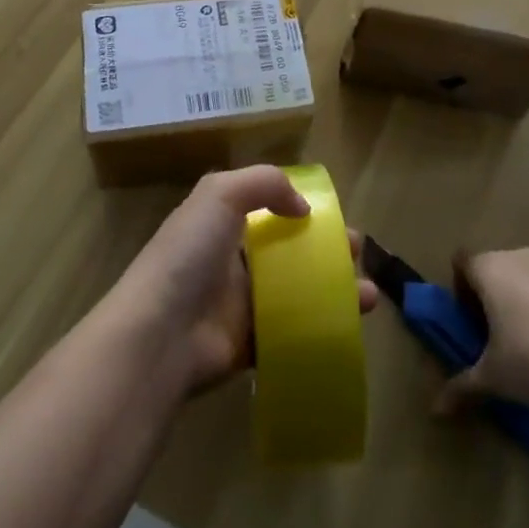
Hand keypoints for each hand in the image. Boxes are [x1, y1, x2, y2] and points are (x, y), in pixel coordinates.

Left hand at [99, 165, 377, 397]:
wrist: (160, 334)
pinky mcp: (250, 344)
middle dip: (327, 250)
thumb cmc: (189, 255)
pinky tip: (351, 328)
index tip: (335, 216)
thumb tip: (302, 206)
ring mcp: (241, 304)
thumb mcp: (220, 194)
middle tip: (357, 254)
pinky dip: (322, 329)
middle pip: (290, 250)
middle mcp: (233, 259)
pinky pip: (293, 332)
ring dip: (335, 290)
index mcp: (222, 221)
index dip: (303, 209)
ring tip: (368, 295)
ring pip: (298, 291)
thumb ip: (264, 184)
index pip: (269, 208)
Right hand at [436, 249, 528, 411]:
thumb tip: (436, 411)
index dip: (463, 288)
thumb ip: (464, 387)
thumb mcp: (496, 379)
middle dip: (500, 296)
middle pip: (500, 267)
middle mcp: (522, 256)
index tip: (475, 320)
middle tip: (508, 336)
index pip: (463, 263)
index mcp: (491, 270)